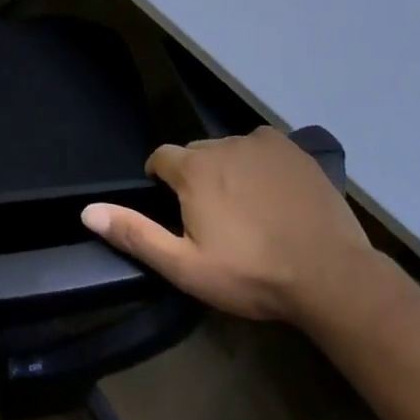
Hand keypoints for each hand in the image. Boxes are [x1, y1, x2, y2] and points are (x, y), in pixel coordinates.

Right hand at [81, 126, 375, 323]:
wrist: (331, 276)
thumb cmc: (252, 274)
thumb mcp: (186, 266)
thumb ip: (135, 234)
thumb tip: (87, 211)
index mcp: (193, 169)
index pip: (160, 159)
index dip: (162, 183)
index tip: (176, 212)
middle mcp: (223, 144)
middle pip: (195, 155)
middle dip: (195, 179)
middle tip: (214, 220)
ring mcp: (262, 143)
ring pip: (229, 150)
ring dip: (228, 171)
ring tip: (247, 211)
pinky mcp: (293, 150)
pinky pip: (262, 148)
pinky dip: (259, 164)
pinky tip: (274, 195)